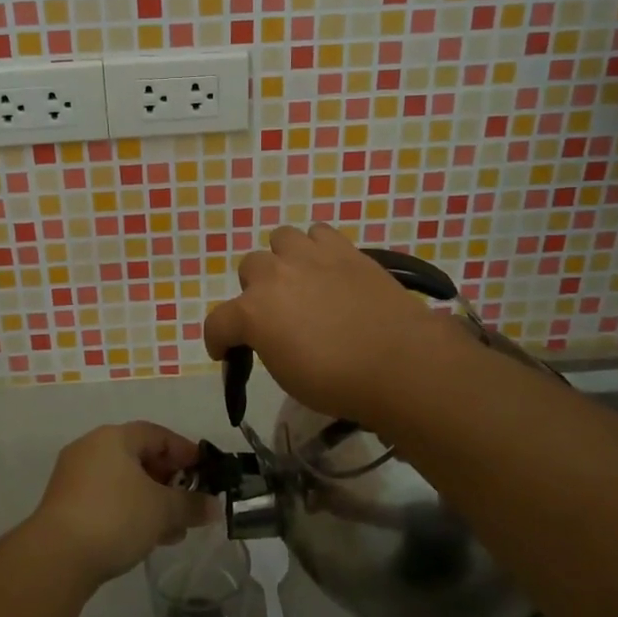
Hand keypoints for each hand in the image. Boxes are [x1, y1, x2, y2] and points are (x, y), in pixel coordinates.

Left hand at [31, 422, 212, 586]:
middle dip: (169, 480)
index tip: (206, 472)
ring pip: (123, 481)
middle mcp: (91, 448)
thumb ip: (192, 505)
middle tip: (190, 501)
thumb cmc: (115, 517)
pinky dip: (130, 510)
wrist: (56, 557)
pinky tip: (146, 537)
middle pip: (139, 456)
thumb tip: (215, 506)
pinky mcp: (65, 505)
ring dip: (151, 500)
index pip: (157, 434)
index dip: (185, 451)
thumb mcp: (163, 510)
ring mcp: (74, 477)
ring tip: (174, 528)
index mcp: (114, 437)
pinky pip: (107, 498)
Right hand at [202, 224, 464, 426]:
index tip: (226, 352)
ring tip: (300, 280)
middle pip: (248, 268)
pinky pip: (318, 234)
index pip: (218, 323)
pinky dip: (317, 248)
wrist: (399, 363)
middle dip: (255, 290)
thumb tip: (270, 335)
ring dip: (284, 259)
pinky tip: (327, 268)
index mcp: (253, 312)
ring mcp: (309, 256)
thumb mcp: (287, 376)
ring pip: (281, 239)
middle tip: (275, 313)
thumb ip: (267, 345)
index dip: (218, 340)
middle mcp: (273, 275)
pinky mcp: (343, 249)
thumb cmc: (338, 382)